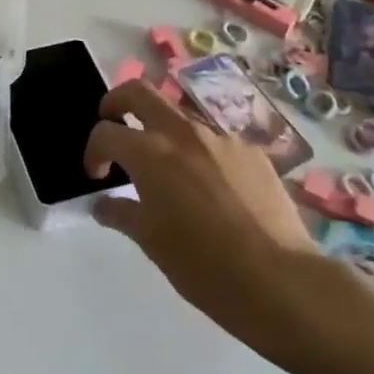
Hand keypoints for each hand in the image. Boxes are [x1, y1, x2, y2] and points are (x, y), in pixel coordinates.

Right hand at [84, 82, 319, 346]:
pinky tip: (212, 190)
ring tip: (169, 171)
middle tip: (114, 124)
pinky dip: (201, 154)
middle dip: (117, 101)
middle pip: (139, 92)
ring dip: (163, 132)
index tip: (97, 175)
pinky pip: (215, 142)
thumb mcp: (151, 243)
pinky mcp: (252, 152)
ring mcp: (221, 139)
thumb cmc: (204, 266)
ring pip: (180, 117)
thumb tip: (103, 204)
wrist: (280, 281)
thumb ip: (122, 214)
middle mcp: (183, 133)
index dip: (93, 150)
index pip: (106, 132)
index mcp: (150, 153)